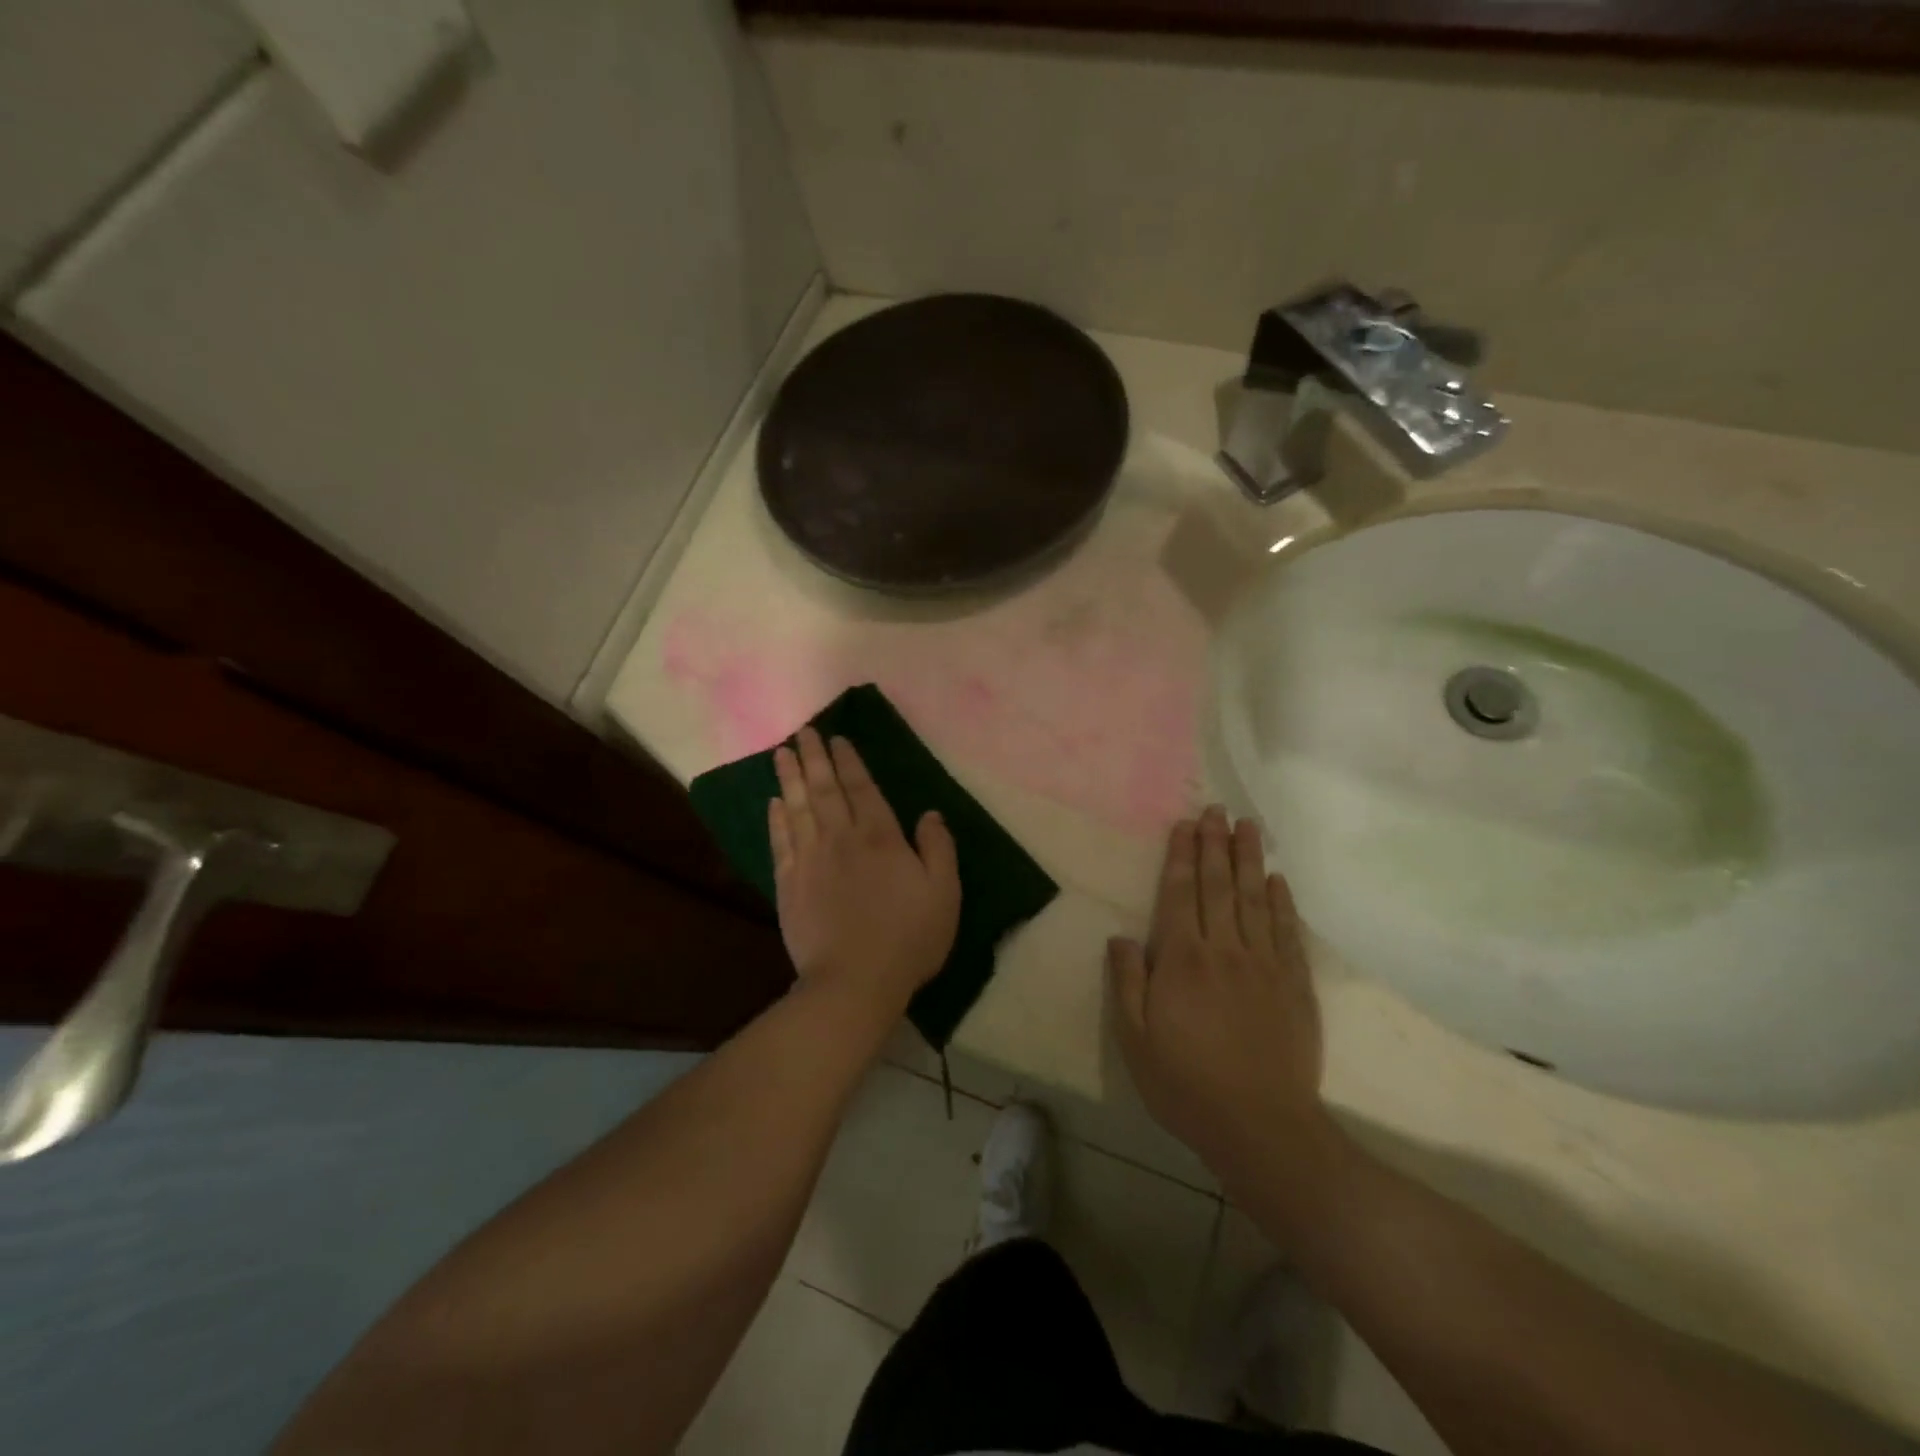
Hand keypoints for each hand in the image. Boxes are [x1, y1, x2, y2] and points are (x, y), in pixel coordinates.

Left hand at [770, 728, 960, 1021]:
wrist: (855, 981)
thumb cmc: (908, 938)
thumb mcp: (944, 893)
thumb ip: (938, 848)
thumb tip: (930, 813)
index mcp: (880, 838)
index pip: (862, 788)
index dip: (849, 761)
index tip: (837, 738)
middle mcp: (841, 839)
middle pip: (824, 790)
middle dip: (813, 757)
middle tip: (803, 732)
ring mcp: (811, 861)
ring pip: (798, 808)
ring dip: (790, 778)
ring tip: (782, 753)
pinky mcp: (789, 885)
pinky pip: (781, 842)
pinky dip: (777, 819)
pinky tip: (774, 802)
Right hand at [1109, 806, 1325, 1175]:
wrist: (1262, 1127)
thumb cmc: (1186, 1084)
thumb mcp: (1135, 1039)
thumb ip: (1127, 982)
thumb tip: (1121, 937)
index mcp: (1182, 960)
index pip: (1180, 895)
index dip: (1182, 857)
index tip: (1185, 825)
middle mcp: (1224, 950)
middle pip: (1219, 886)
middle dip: (1215, 845)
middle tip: (1216, 809)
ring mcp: (1264, 965)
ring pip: (1254, 899)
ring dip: (1250, 860)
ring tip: (1248, 827)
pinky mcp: (1294, 985)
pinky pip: (1287, 933)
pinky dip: (1282, 903)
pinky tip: (1278, 881)